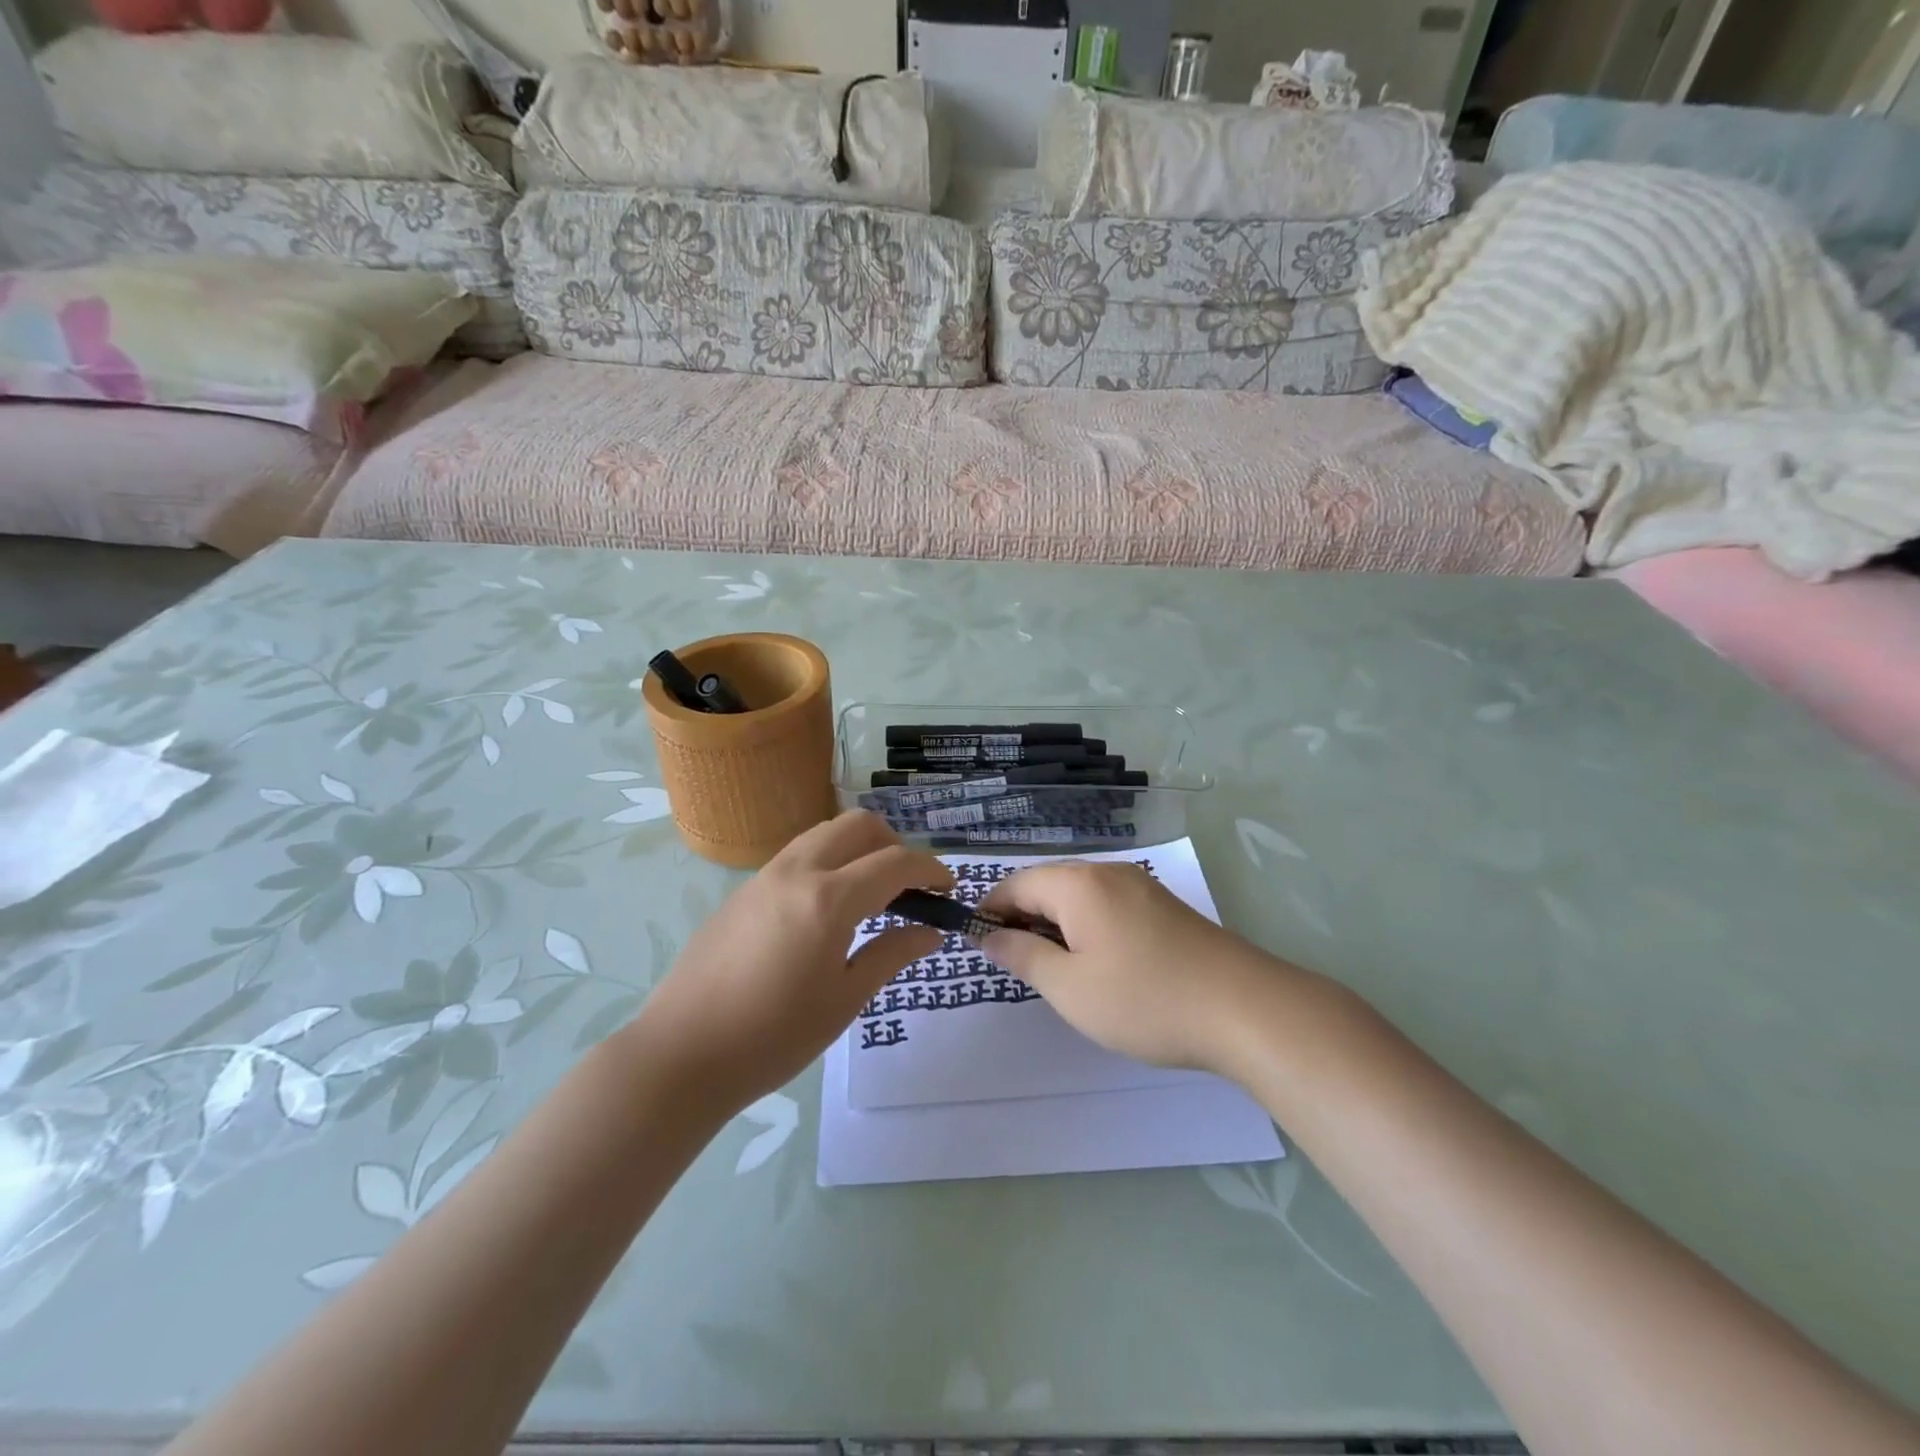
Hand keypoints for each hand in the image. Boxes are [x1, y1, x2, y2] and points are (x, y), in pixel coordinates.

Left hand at [632, 811, 950, 1113]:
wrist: (681, 1053)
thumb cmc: (773, 1036)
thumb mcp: (844, 1000)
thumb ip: (891, 955)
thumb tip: (931, 932)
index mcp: (829, 899)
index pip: (895, 862)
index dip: (930, 869)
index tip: (948, 887)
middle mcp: (798, 871)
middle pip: (858, 826)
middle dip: (894, 845)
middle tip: (907, 887)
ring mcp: (765, 876)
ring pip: (824, 833)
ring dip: (857, 849)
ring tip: (869, 894)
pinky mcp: (743, 890)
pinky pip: (797, 855)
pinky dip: (827, 862)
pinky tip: (825, 910)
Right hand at [980, 862, 1278, 1072]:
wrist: (1244, 1009)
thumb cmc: (1145, 1000)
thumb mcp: (1070, 988)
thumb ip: (1023, 955)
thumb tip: (989, 935)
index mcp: (1079, 884)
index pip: (1016, 883)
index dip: (991, 910)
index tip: (978, 945)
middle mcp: (1108, 872)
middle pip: (1048, 884)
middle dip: (1022, 917)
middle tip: (1015, 963)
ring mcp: (1141, 886)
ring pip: (1079, 895)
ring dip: (1055, 923)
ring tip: (1053, 968)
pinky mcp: (1164, 906)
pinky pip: (1107, 904)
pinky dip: (1087, 926)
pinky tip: (1097, 962)